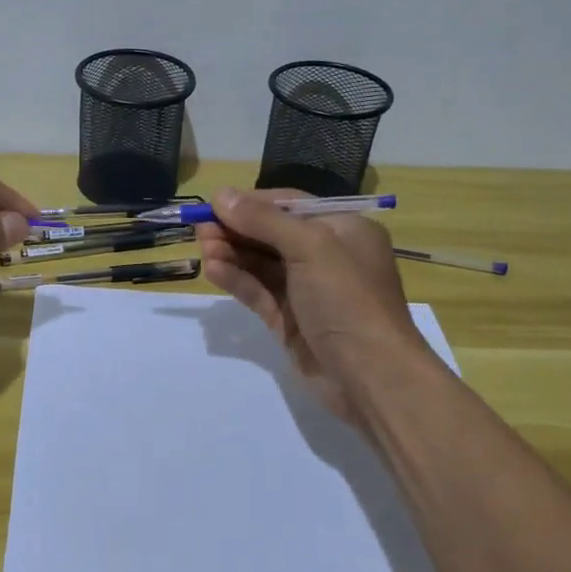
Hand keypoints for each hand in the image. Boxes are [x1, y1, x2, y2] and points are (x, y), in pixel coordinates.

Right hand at [195, 187, 436, 425]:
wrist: (371, 377)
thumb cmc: (347, 299)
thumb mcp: (311, 247)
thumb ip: (264, 220)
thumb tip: (220, 194)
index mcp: (343, 229)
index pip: (290, 205)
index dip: (252, 203)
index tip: (215, 204)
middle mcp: (326, 255)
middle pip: (271, 234)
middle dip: (236, 229)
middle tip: (200, 228)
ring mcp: (306, 290)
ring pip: (261, 264)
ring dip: (232, 253)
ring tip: (203, 248)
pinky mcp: (289, 320)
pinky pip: (258, 291)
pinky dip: (236, 279)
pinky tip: (212, 270)